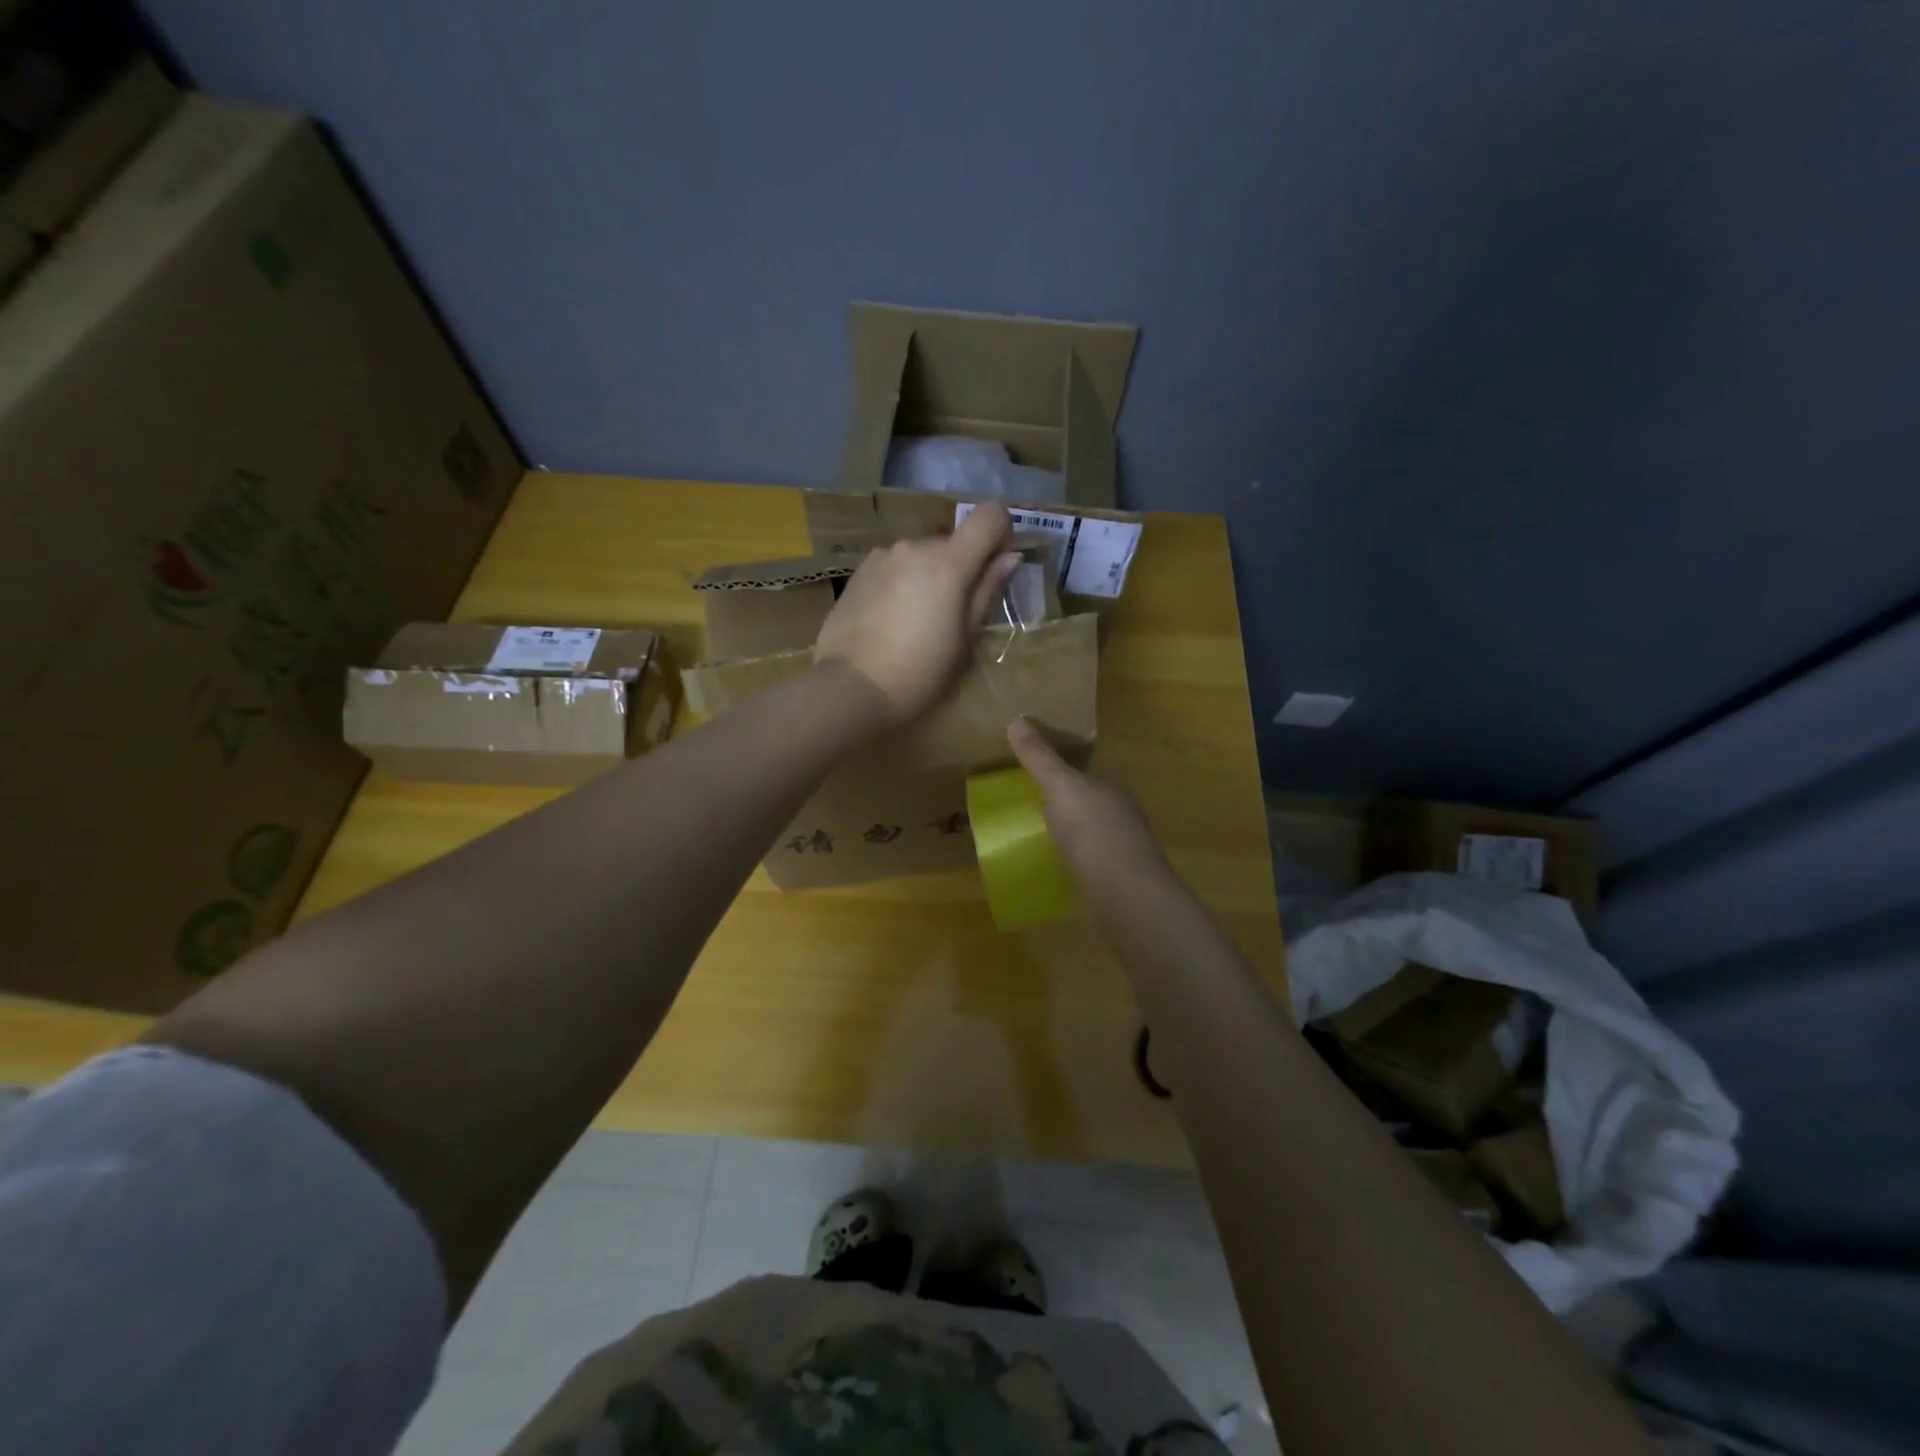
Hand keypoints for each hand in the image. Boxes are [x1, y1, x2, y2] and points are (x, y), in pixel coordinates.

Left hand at [813, 503, 1020, 727]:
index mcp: (948, 562)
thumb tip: (1009, 557)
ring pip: (920, 555)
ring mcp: (882, 556)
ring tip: (917, 620)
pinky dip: (902, 583)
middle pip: (952, 541)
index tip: (997, 565)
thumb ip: (987, 591)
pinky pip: (894, 567)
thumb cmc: (919, 672)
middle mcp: (914, 546)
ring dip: (928, 576)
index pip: (989, 515)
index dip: (1001, 532)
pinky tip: (891, 620)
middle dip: (960, 567)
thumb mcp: (964, 639)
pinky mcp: (858, 572)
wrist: (850, 688)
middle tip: (954, 613)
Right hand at [1007, 718, 1173, 901]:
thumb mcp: (1060, 787)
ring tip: (1040, 841)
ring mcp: (1124, 850)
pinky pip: (1093, 863)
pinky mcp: (1119, 881)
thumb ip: (1039, 758)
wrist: (1126, 894)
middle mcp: (1122, 815)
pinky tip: (1059, 870)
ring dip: (1072, 836)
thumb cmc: (1092, 832)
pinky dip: (1077, 862)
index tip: (1034, 780)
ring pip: (1093, 835)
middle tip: (1030, 811)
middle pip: (1088, 804)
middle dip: (1066, 807)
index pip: (1084, 775)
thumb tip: (1016, 719)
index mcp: (1110, 789)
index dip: (1061, 775)